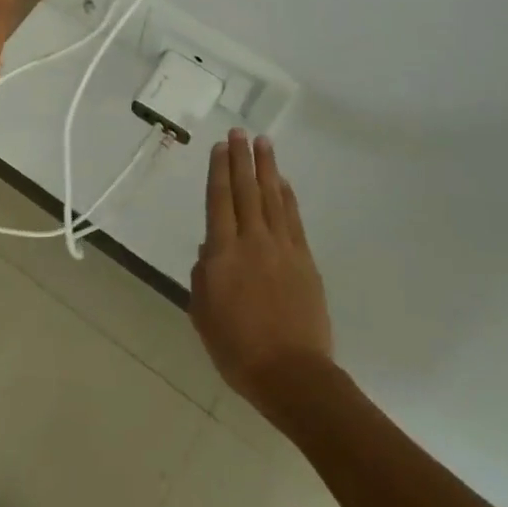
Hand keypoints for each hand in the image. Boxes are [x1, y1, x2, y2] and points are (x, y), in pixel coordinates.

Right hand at [189, 131, 332, 414]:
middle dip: (242, 159)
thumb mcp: (203, 315)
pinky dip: (287, 197)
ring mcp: (282, 248)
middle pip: (246, 190)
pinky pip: (293, 219)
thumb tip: (210, 252)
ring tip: (263, 143)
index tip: (220, 147)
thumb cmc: (237, 349)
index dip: (219, 171)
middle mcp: (252, 241)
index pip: (219, 200)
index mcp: (222, 254)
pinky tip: (282, 182)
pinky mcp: (305, 260)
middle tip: (239, 132)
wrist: (291, 373)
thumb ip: (203, 277)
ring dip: (267, 168)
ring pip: (272, 198)